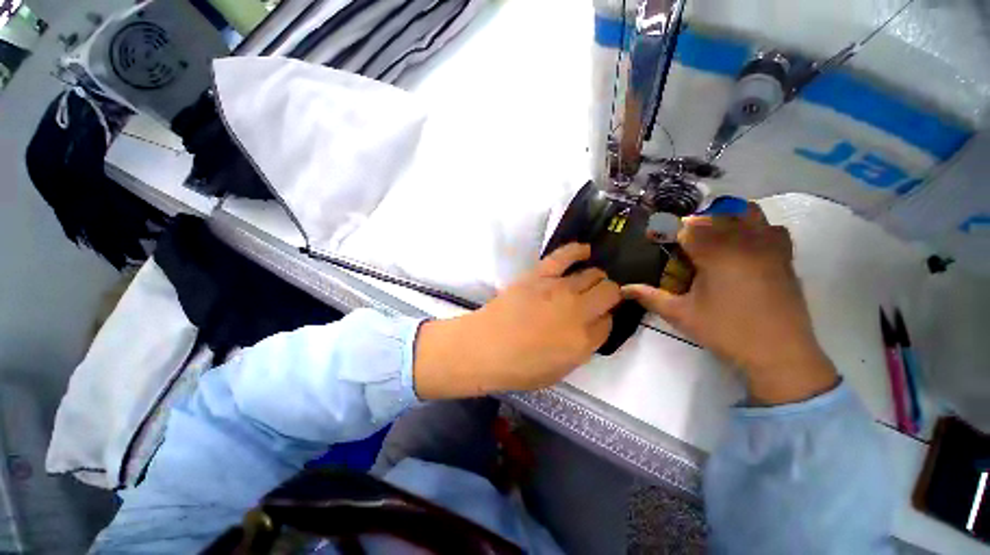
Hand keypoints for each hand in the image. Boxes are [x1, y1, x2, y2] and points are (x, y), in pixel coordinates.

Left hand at [414, 243, 621, 398]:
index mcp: (584, 340)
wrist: (484, 347)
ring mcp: (559, 289)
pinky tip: (585, 251)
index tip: (597, 321)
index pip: (610, 322)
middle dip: (608, 296)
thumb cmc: (519, 367)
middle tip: (597, 301)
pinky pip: (565, 255)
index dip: (606, 320)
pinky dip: (577, 251)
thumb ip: (582, 348)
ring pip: (592, 274)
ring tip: (588, 282)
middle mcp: (578, 311)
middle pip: (608, 293)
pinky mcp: (540, 275)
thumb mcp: (559, 370)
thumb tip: (593, 327)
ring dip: (596, 278)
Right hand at [623, 203, 837, 404]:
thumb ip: (650, 297)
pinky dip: (754, 228)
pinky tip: (744, 245)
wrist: (780, 353)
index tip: (656, 237)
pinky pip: (770, 228)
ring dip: (725, 218)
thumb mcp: (680, 315)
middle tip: (679, 241)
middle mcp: (743, 242)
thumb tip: (623, 289)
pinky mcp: (785, 256)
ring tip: (712, 236)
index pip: (687, 228)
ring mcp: (769, 246)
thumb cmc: (726, 332)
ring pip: (747, 213)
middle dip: (693, 224)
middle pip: (714, 216)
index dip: (667, 230)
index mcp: (716, 254)